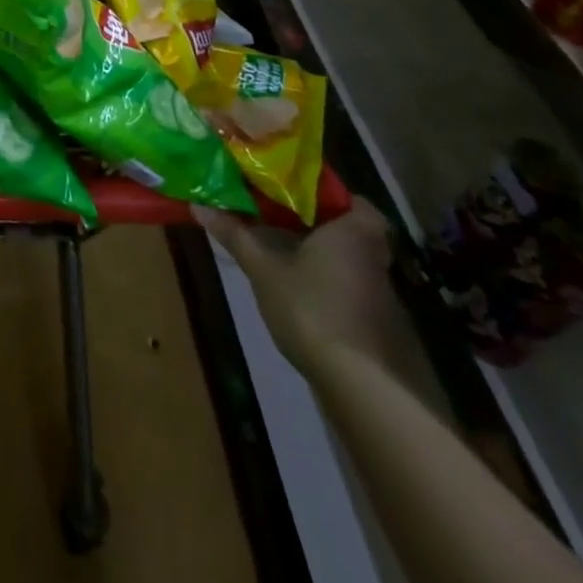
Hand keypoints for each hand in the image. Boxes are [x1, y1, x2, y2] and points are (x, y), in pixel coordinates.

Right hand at [194, 203, 400, 377]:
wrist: (360, 385)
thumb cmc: (311, 308)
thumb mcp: (263, 269)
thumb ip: (235, 235)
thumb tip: (198, 205)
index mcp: (354, 232)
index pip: (353, 201)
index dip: (327, 197)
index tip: (297, 197)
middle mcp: (376, 258)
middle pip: (352, 231)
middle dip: (321, 226)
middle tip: (284, 220)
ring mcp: (384, 296)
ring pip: (355, 262)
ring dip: (328, 257)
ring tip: (287, 254)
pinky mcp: (383, 327)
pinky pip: (356, 290)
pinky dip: (335, 287)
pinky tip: (306, 294)